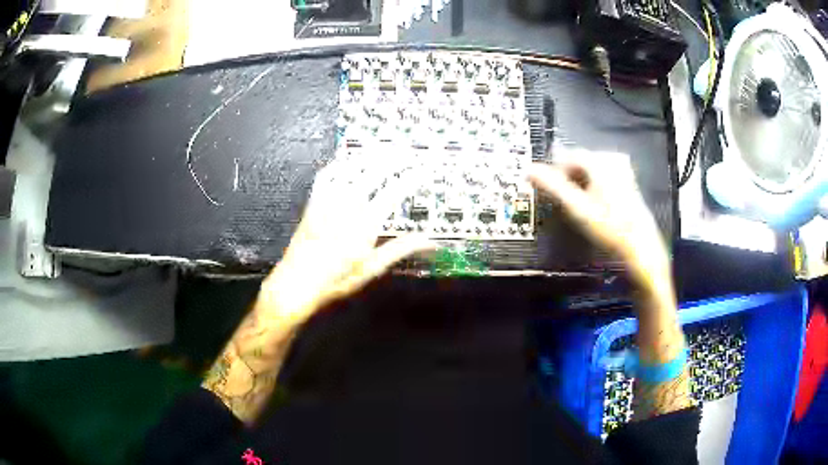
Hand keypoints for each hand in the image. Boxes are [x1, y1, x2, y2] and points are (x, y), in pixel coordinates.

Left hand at [260, 159, 436, 323]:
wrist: (297, 282)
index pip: (393, 192)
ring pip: (350, 169)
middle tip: (407, 152)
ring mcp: (327, 201)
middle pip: (373, 172)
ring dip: (369, 156)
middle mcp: (347, 206)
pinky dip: (339, 164)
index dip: (411, 177)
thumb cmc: (336, 280)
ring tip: (383, 149)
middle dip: (393, 159)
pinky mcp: (313, 202)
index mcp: (365, 224)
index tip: (423, 169)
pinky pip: (326, 175)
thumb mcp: (371, 268)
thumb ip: (399, 250)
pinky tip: (348, 161)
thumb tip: (430, 242)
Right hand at [527, 149, 670, 290]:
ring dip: (581, 182)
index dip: (555, 171)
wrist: (640, 246)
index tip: (548, 189)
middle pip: (580, 162)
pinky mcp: (628, 180)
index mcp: (599, 161)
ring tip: (577, 204)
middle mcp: (612, 159)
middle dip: (568, 177)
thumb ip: (552, 186)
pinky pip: (603, 176)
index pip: (568, 157)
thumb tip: (528, 170)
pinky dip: (594, 185)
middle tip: (563, 200)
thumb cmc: (608, 226)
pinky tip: (594, 204)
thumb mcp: (577, 207)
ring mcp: (623, 169)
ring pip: (592, 170)